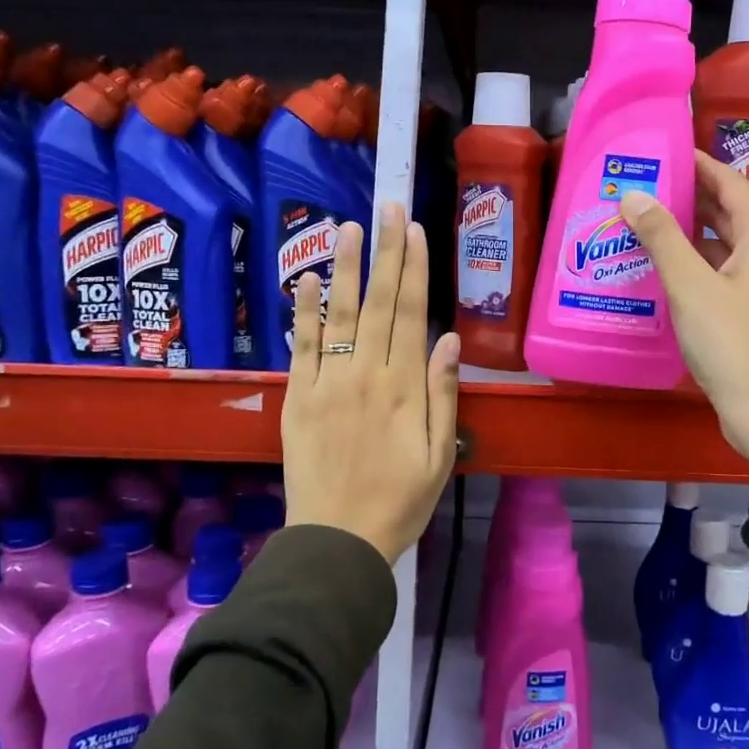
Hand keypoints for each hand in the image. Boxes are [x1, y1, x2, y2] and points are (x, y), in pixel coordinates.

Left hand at [281, 204, 460, 563]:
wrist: (338, 541)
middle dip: (385, 252)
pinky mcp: (298, 399)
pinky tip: (305, 279)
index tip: (414, 230)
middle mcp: (367, 375)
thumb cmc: (401, 501)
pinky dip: (302, 312)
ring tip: (347, 226)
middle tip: (386, 207)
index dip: (414, 269)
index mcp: (405, 388)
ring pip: (340, 315)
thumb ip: (444, 395)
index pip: (411, 314)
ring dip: (345, 268)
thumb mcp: (440, 456)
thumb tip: (450, 339)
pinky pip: (301, 348)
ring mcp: (328, 384)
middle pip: (380, 303)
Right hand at [620, 152, 748, 489]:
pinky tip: (652, 267)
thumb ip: (662, 237)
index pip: (728, 181)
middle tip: (636, 186)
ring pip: (716, 244)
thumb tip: (634, 194)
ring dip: (681, 233)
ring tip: (635, 221)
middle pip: (722, 210)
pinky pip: (713, 272)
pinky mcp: (745, 310)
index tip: (659, 152)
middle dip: (682, 197)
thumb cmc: (734, 343)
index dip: (695, 163)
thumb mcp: (691, 285)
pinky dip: (686, 264)